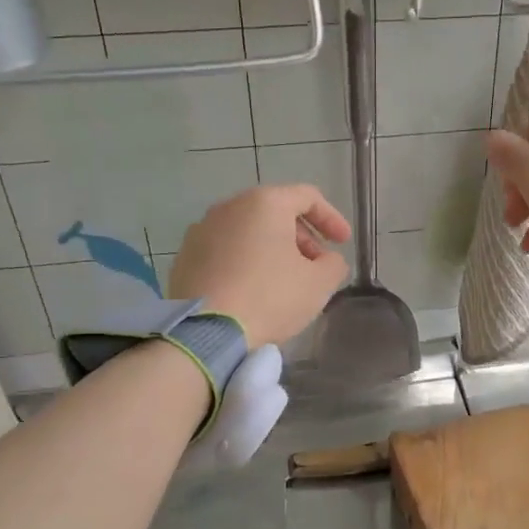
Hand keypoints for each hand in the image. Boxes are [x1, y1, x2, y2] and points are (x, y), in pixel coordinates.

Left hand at [170, 185, 351, 347]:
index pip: (307, 197)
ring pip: (248, 231)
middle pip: (275, 212)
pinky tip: (253, 290)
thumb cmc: (269, 298)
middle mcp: (230, 206)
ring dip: (272, 249)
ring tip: (285, 280)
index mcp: (265, 203)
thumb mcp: (318, 284)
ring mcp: (201, 230)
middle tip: (316, 265)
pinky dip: (245, 262)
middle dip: (301, 236)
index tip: (343, 243)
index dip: (331, 218)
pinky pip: (225, 250)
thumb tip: (327, 260)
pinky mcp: (185, 256)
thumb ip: (333, 264)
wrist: (204, 332)